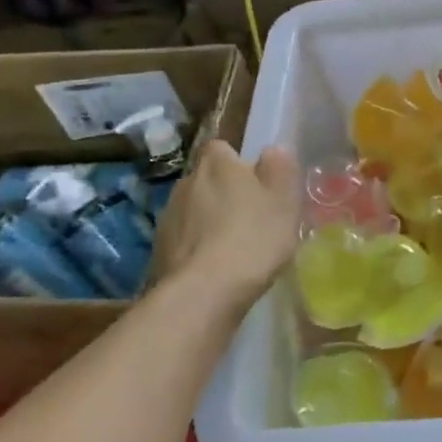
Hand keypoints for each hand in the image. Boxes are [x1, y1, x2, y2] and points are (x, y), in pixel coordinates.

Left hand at [154, 141, 300, 313]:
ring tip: (233, 247)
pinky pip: (183, 239)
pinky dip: (196, 247)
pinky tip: (214, 268)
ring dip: (209, 221)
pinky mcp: (158, 249)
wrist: (203, 292)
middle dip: (224, 193)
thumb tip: (274, 150)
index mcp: (217, 163)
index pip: (222, 148)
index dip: (238, 164)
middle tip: (250, 217)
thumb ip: (280, 168)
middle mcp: (186, 181)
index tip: (256, 184)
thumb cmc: (253, 237)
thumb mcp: (284, 200)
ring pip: (194, 210)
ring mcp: (167, 216)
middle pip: (207, 179)